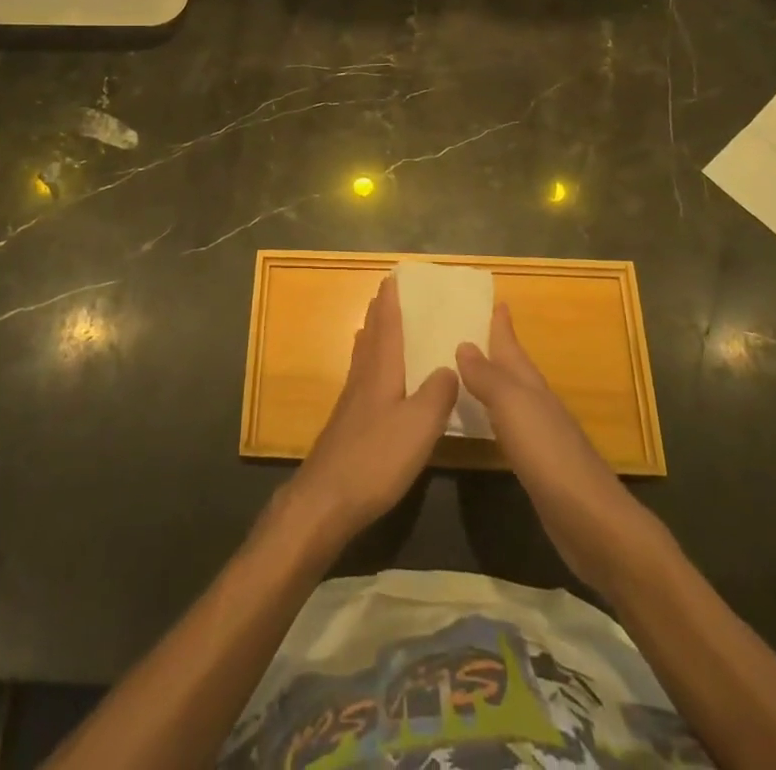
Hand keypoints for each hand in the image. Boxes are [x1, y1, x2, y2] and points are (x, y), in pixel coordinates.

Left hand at [284, 275, 457, 549]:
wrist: (326, 499)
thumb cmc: (376, 458)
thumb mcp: (419, 426)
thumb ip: (437, 394)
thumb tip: (449, 367)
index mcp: (381, 372)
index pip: (387, 326)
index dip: (391, 302)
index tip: (393, 277)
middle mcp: (363, 378)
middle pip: (371, 336)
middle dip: (379, 313)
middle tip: (386, 292)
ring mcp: (351, 402)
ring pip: (363, 356)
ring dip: (371, 334)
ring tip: (376, 323)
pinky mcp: (347, 423)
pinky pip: (362, 377)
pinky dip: (369, 362)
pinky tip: (371, 376)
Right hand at [457, 304, 661, 596]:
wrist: (592, 521)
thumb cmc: (549, 454)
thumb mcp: (512, 406)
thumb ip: (488, 377)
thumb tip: (465, 344)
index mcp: (532, 387)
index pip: (513, 348)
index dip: (503, 326)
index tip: (498, 302)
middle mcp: (539, 405)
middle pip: (516, 371)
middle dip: (500, 351)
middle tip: (478, 331)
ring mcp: (543, 438)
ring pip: (514, 399)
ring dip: (496, 384)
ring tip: (475, 373)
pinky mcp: (541, 468)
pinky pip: (512, 429)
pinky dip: (499, 418)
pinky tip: (491, 425)